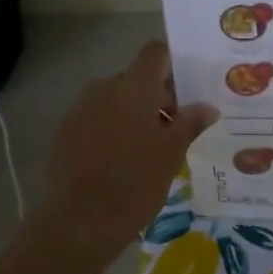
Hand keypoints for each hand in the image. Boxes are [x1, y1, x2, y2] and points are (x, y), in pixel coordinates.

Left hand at [40, 41, 216, 258]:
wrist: (81, 219)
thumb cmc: (136, 181)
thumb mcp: (172, 153)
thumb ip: (190, 123)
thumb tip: (207, 107)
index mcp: (133, 87)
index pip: (155, 53)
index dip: (174, 66)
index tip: (189, 91)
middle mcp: (103, 88)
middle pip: (136, 79)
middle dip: (158, 97)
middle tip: (176, 129)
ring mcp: (80, 109)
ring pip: (115, 100)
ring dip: (134, 114)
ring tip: (150, 149)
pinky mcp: (65, 132)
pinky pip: (96, 119)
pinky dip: (113, 130)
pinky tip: (122, 161)